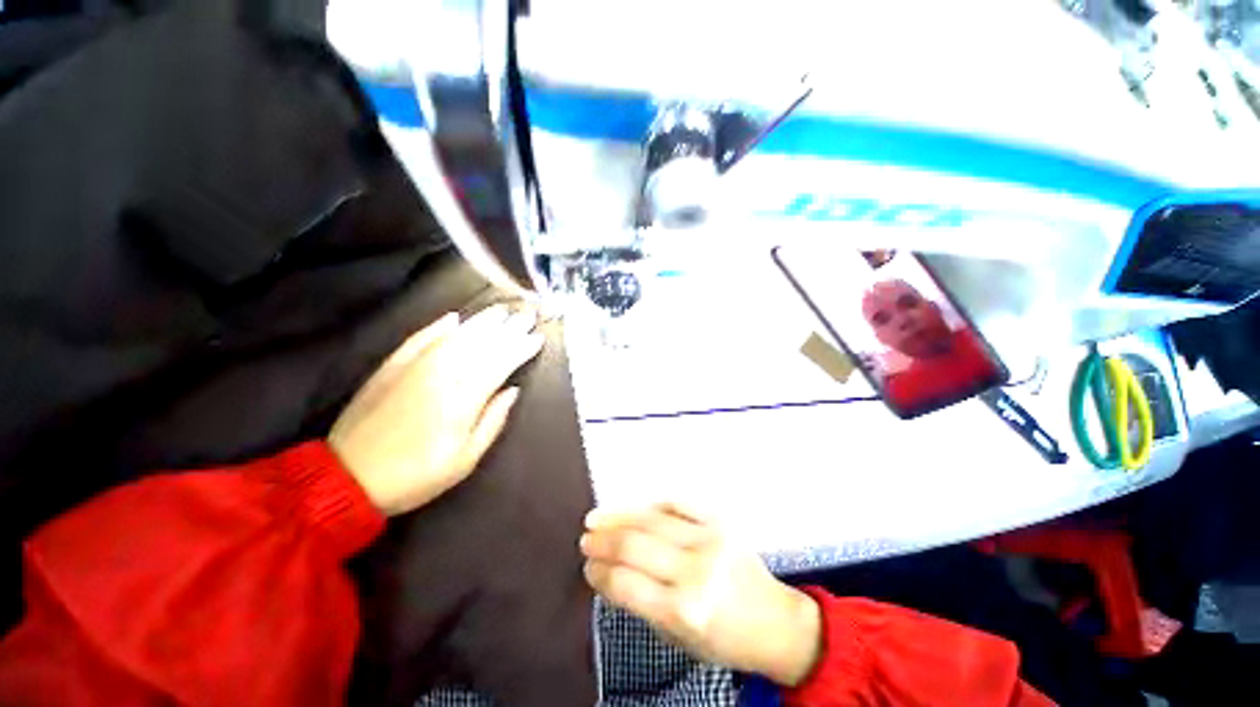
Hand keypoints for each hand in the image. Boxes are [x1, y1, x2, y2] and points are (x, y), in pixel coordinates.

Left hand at [329, 304, 542, 515]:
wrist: (347, 478)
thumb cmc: (416, 475)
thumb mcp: (465, 460)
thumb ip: (493, 421)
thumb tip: (512, 391)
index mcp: (462, 399)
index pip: (500, 363)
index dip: (521, 348)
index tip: (538, 338)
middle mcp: (441, 375)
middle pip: (481, 344)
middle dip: (508, 328)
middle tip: (526, 315)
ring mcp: (413, 367)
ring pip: (455, 336)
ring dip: (481, 321)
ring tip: (501, 310)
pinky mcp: (390, 367)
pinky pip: (419, 339)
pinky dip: (438, 326)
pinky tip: (454, 317)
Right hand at [580, 504, 821, 686]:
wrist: (775, 621)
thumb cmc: (724, 639)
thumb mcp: (678, 639)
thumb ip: (642, 604)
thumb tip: (609, 573)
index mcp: (684, 611)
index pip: (627, 585)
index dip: (601, 574)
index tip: (588, 567)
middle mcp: (696, 572)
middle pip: (635, 546)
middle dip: (603, 541)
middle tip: (585, 539)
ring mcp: (709, 540)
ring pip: (652, 520)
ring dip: (619, 517)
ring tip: (596, 518)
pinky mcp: (720, 522)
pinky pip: (679, 503)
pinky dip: (653, 504)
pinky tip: (636, 508)